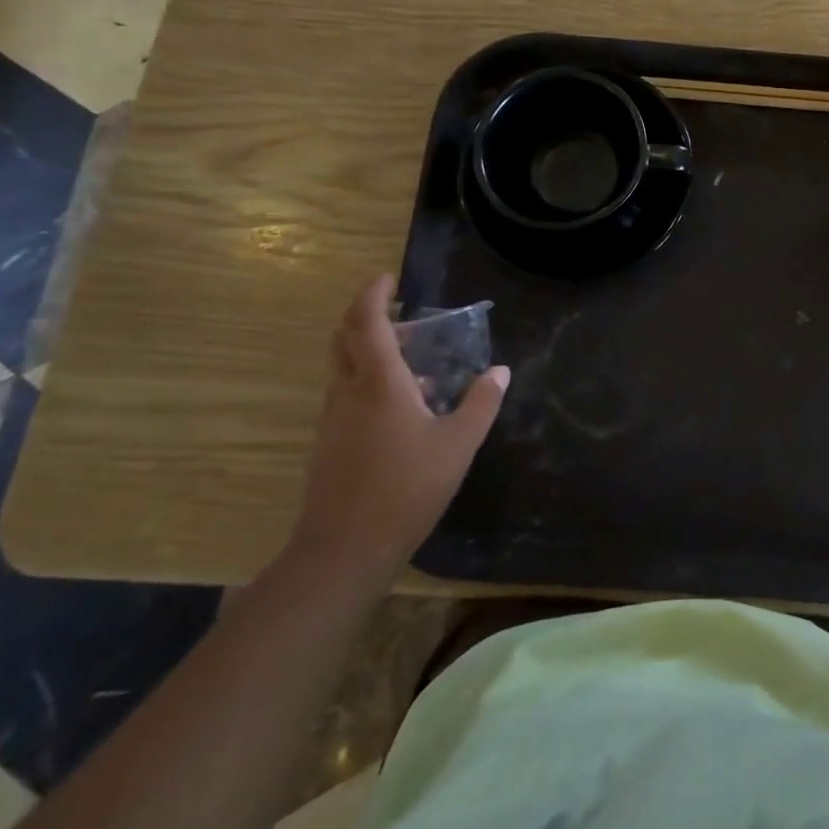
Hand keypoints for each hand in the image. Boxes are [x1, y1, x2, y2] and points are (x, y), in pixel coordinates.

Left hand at [290, 273, 509, 580]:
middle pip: (343, 338)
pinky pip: (345, 393)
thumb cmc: (406, 488)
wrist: (344, 550)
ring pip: (342, 367)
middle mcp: (349, 392)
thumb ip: (481, 403)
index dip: (373, 295)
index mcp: (380, 383)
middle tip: (399, 312)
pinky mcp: (328, 444)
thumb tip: (501, 371)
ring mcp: (333, 419)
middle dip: (365, 316)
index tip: (387, 278)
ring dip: (367, 349)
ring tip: (410, 356)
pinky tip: (401, 404)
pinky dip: (367, 380)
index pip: (367, 323)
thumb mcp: (459, 444)